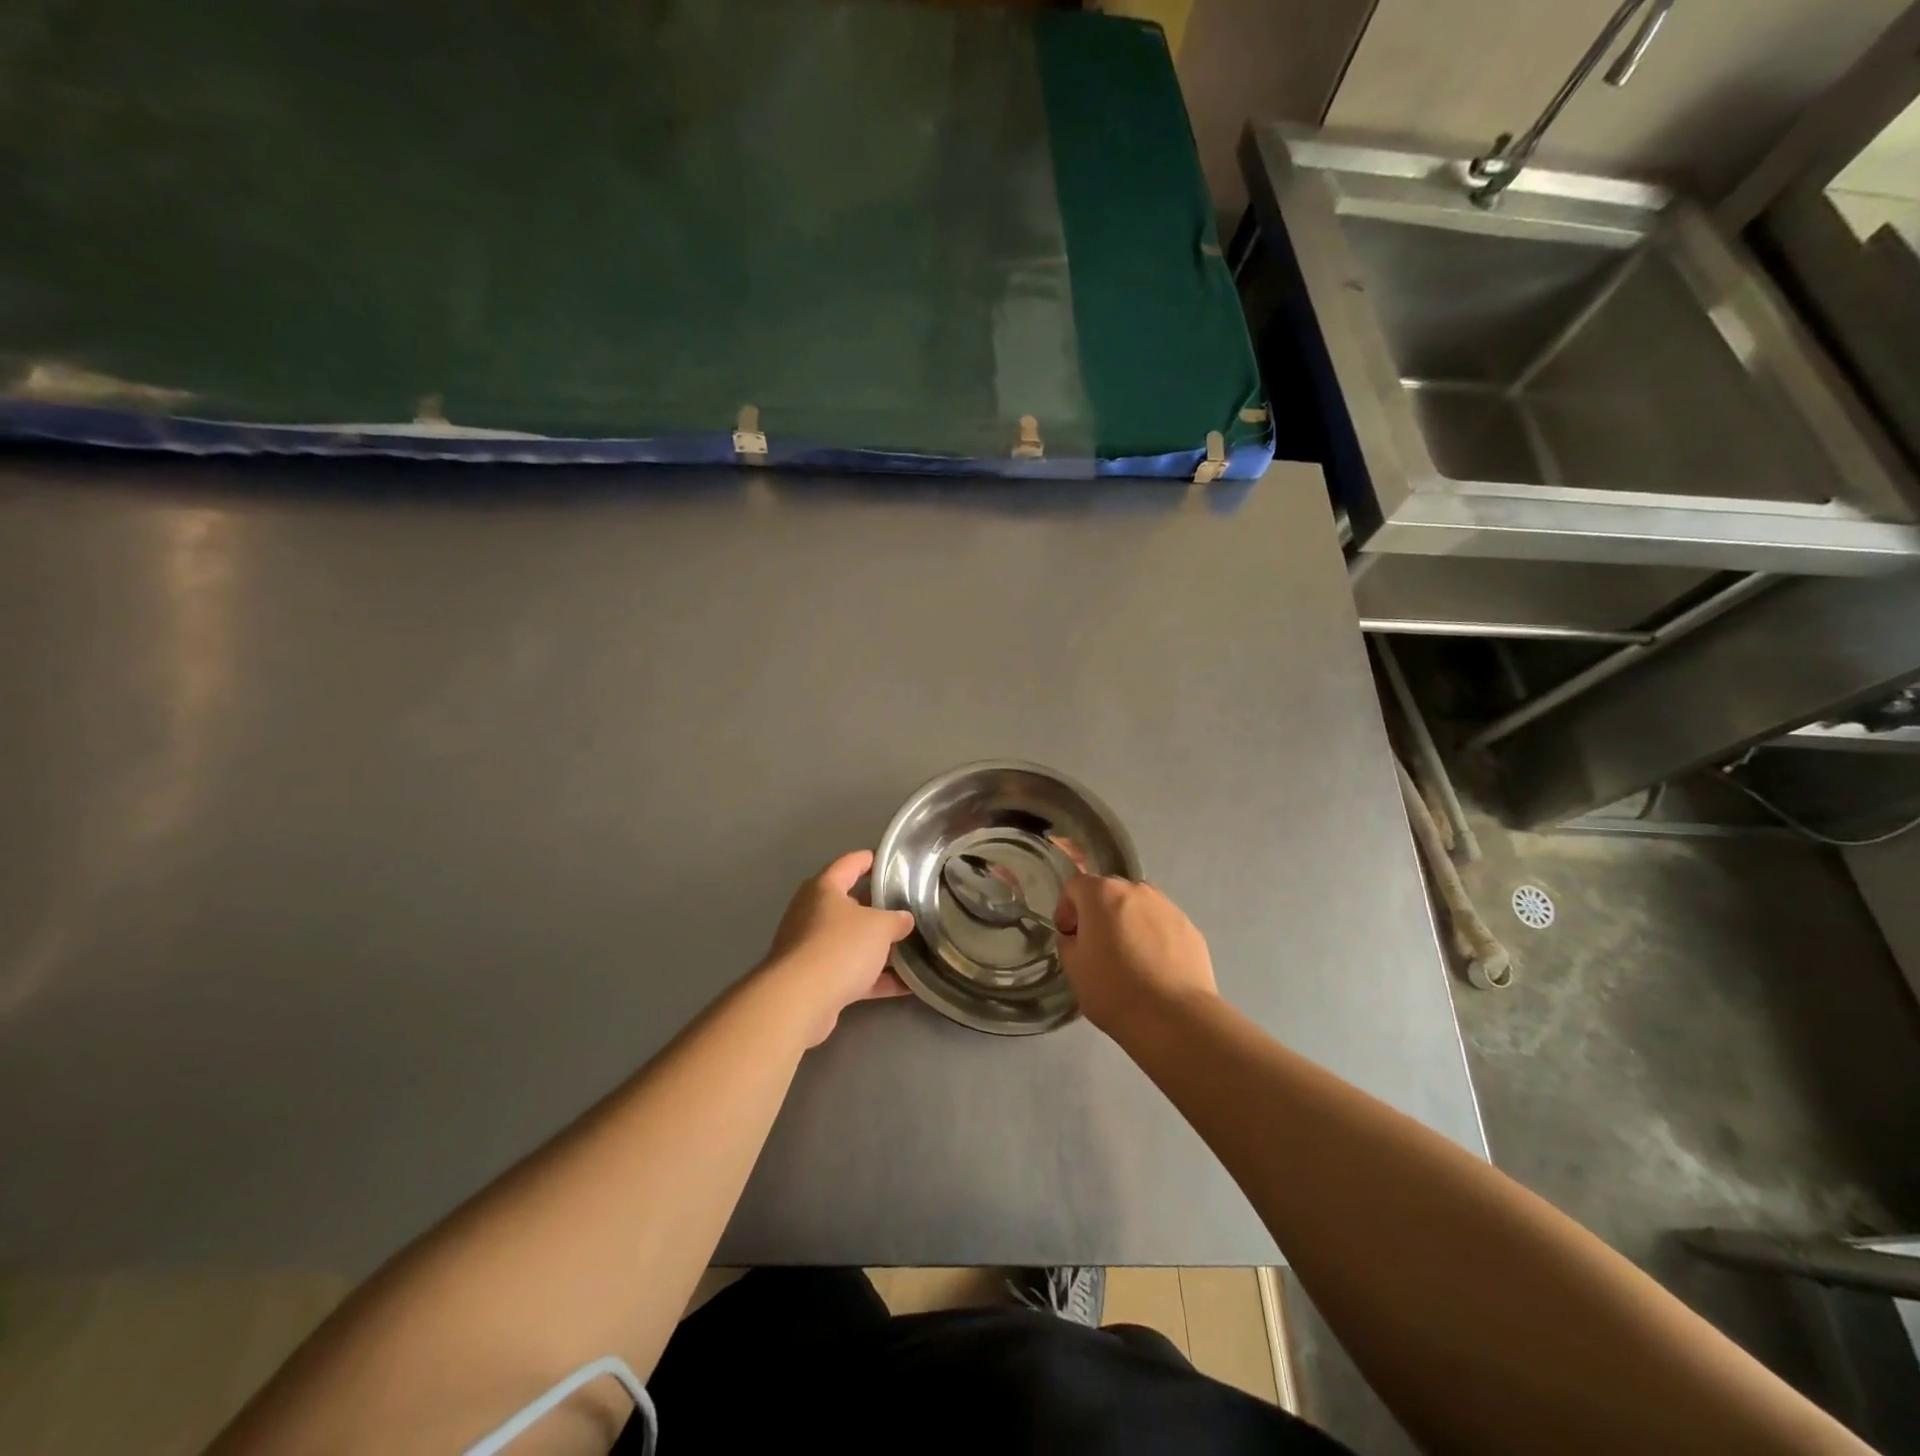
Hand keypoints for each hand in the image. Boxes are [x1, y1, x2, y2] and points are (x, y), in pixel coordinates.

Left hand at [764, 850, 914, 1045]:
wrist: (800, 1000)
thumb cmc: (840, 946)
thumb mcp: (879, 926)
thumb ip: (896, 920)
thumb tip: (904, 920)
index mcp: (824, 889)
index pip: (849, 864)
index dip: (869, 860)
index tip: (888, 861)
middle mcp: (812, 914)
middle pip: (849, 906)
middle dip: (878, 909)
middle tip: (906, 908)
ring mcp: (811, 949)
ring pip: (851, 943)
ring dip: (878, 948)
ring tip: (912, 948)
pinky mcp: (815, 981)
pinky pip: (852, 974)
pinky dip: (876, 979)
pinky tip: (908, 986)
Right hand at [1054, 877, 1216, 1035]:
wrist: (1174, 1018)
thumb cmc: (1114, 990)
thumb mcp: (1073, 968)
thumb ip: (1069, 942)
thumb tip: (1078, 936)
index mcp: (1103, 893)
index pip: (1075, 886)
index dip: (1067, 909)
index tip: (1069, 936)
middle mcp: (1137, 890)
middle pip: (1110, 892)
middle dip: (1099, 913)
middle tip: (1098, 947)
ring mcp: (1168, 907)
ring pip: (1139, 907)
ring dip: (1128, 923)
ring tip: (1131, 958)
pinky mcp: (1191, 928)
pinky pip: (1163, 925)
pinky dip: (1154, 938)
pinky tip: (1155, 969)